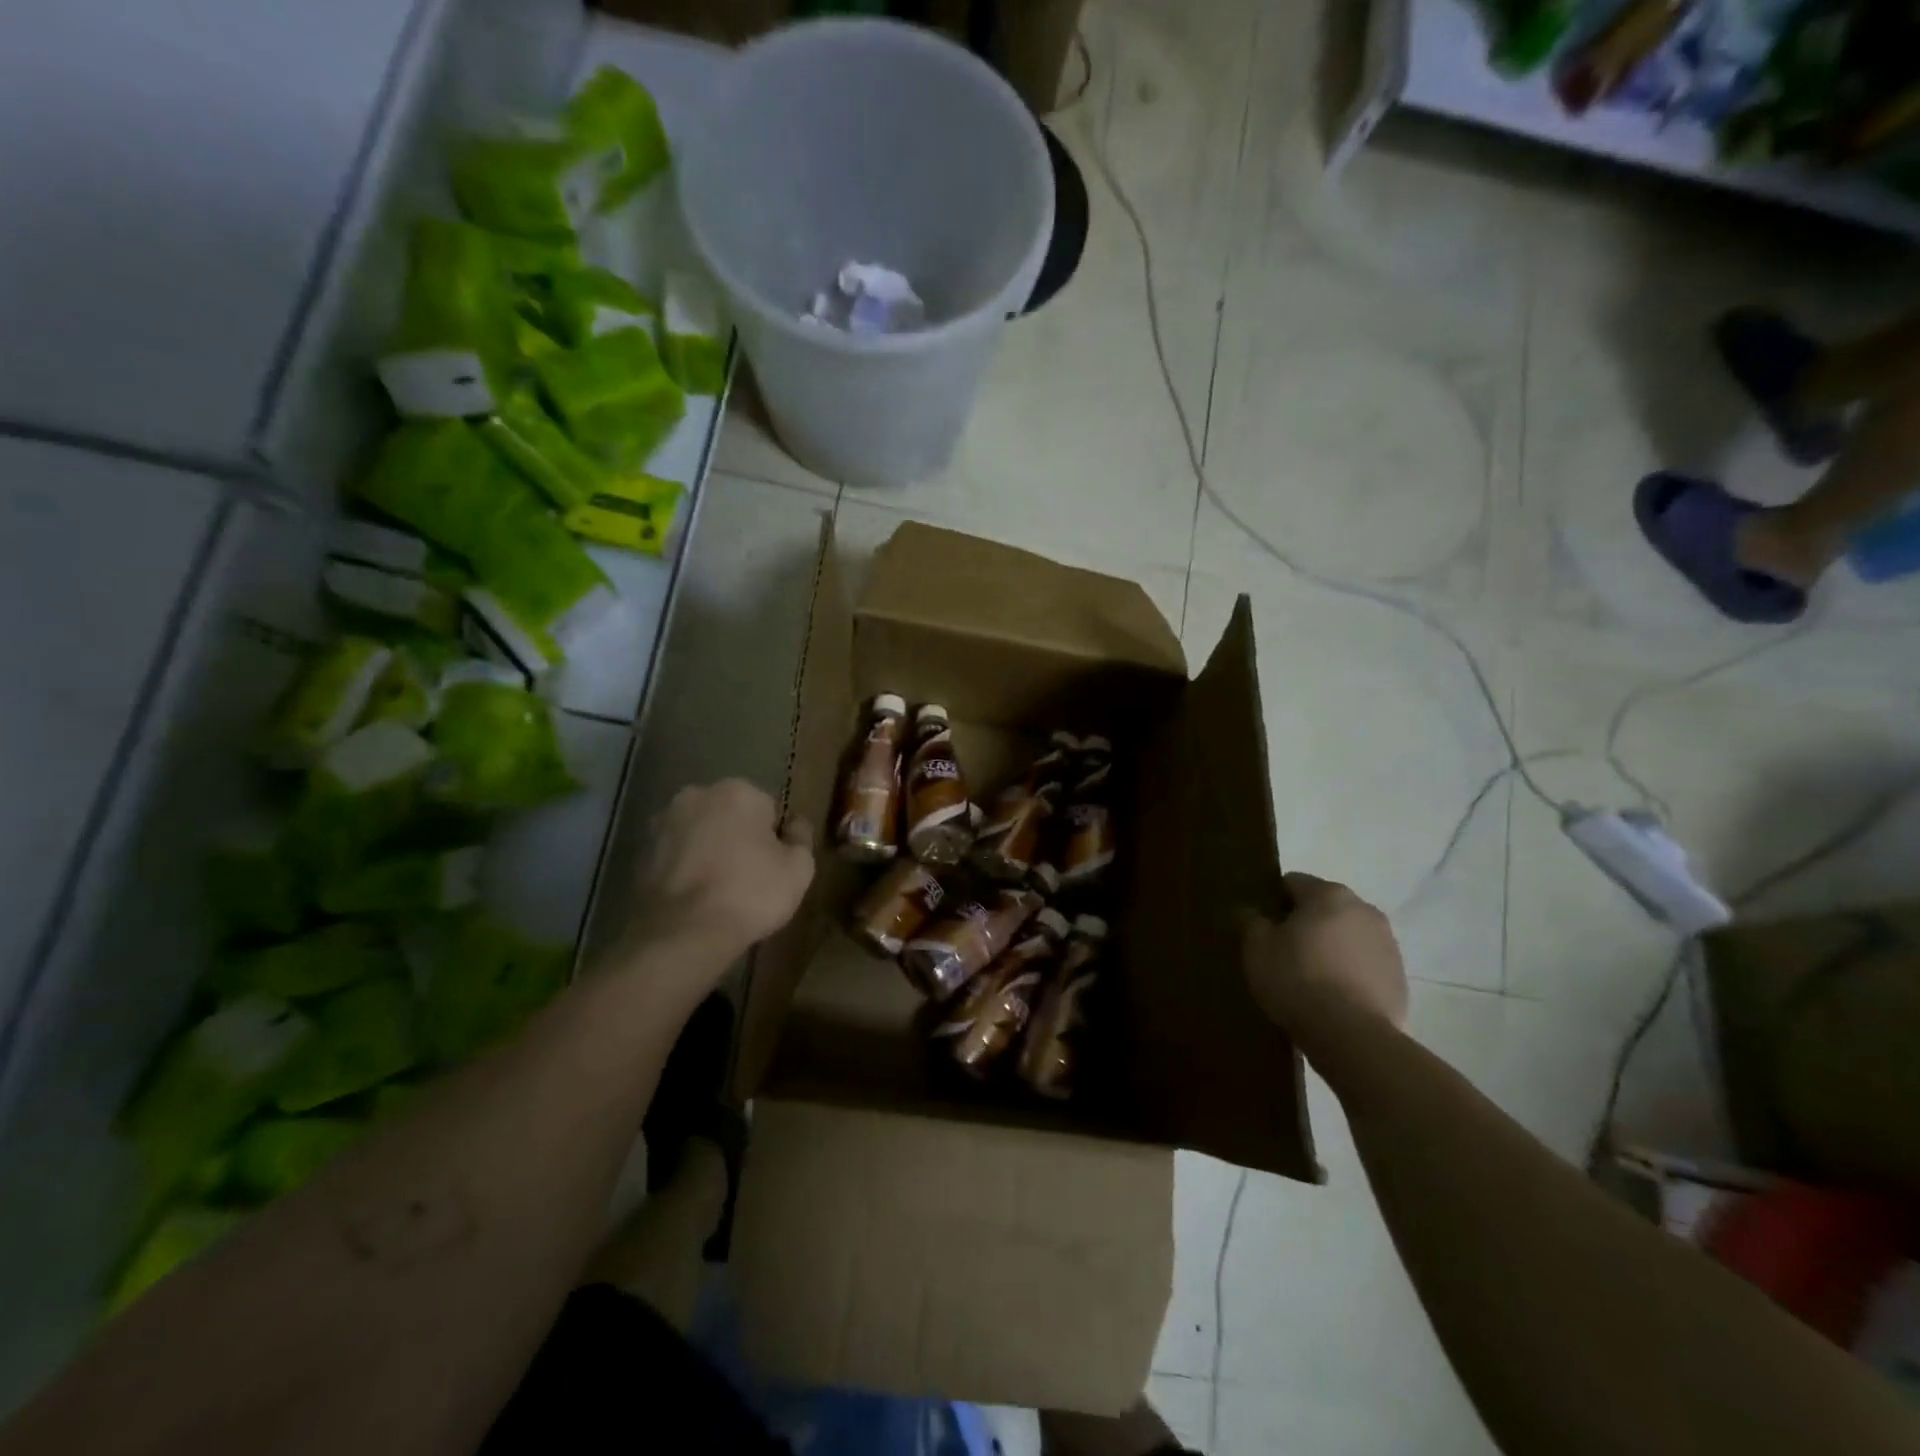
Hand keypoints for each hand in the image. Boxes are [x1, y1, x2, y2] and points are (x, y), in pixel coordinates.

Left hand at [625, 780, 814, 971]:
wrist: (683, 934)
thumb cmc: (750, 893)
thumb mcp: (799, 869)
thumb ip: (802, 838)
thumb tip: (796, 824)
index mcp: (737, 791)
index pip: (766, 809)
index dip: (772, 839)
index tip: (773, 866)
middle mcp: (695, 796)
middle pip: (728, 816)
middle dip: (737, 838)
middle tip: (748, 879)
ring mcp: (661, 823)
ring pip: (698, 834)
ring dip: (708, 852)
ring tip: (718, 893)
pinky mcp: (639, 853)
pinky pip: (674, 857)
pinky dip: (684, 870)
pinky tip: (694, 899)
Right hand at [1244, 873, 1407, 1055]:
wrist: (1352, 1035)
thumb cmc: (1297, 979)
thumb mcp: (1257, 947)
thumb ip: (1251, 921)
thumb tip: (1253, 912)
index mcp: (1328, 894)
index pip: (1292, 883)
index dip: (1273, 902)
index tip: (1262, 928)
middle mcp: (1364, 909)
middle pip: (1324, 907)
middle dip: (1305, 923)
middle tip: (1283, 953)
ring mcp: (1388, 943)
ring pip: (1347, 935)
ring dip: (1330, 947)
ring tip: (1310, 979)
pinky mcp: (1399, 977)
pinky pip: (1365, 964)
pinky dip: (1349, 972)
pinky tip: (1333, 997)